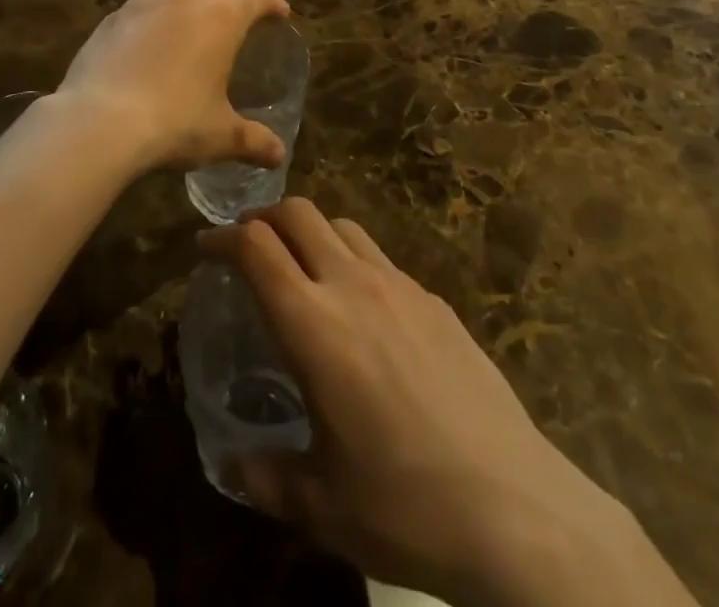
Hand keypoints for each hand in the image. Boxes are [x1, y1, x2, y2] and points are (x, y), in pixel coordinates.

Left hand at [55, 0, 290, 173]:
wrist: (98, 122)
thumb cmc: (174, 123)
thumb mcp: (220, 136)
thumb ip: (253, 140)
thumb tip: (279, 155)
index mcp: (220, 19)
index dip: (272, 3)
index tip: (280, 14)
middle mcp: (183, 0)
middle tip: (231, 21)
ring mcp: (142, 5)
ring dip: (186, 5)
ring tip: (185, 37)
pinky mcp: (110, 20)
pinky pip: (139, 10)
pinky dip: (151, 22)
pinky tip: (145, 51)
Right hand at [201, 201, 697, 606]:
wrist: (514, 506)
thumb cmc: (404, 506)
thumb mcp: (320, 503)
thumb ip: (265, 475)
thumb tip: (230, 462)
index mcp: (314, 325)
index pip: (256, 248)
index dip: (222, 238)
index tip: (204, 249)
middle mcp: (353, 286)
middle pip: (299, 213)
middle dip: (264, 217)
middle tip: (247, 247)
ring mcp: (400, 286)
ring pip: (343, 225)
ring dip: (311, 232)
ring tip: (302, 270)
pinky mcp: (435, 300)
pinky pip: (381, 258)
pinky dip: (354, 262)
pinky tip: (363, 312)